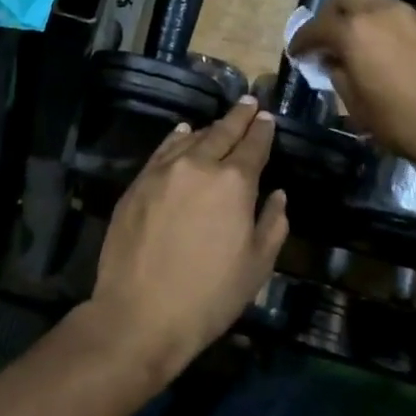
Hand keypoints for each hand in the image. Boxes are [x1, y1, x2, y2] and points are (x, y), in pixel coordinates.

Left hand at [87, 98, 288, 381]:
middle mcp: (199, 165)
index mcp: (234, 182)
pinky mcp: (138, 182)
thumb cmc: (209, 296)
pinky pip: (163, 150)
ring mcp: (164, 171)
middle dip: (239, 116)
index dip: (262, 130)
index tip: (268, 118)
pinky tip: (182, 133)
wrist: (140, 313)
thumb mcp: (256, 266)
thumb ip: (272, 224)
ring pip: (191, 138)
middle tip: (249, 103)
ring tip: (220, 122)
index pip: (253, 145)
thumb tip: (277, 195)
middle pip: (222, 132)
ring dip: (209, 128)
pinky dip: (177, 138)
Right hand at [289, 0, 415, 174]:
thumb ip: (340, 76)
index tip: (297, 53)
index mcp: (355, 31)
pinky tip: (394, 55)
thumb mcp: (359, 108)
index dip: (302, 40)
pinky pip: (403, 18)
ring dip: (363, 18)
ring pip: (378, 3)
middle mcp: (383, 12)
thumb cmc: (405, 125)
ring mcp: (415, 15)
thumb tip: (335, 62)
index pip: (317, 27)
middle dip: (332, 12)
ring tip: (363, 47)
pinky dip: (389, 28)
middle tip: (328, 37)